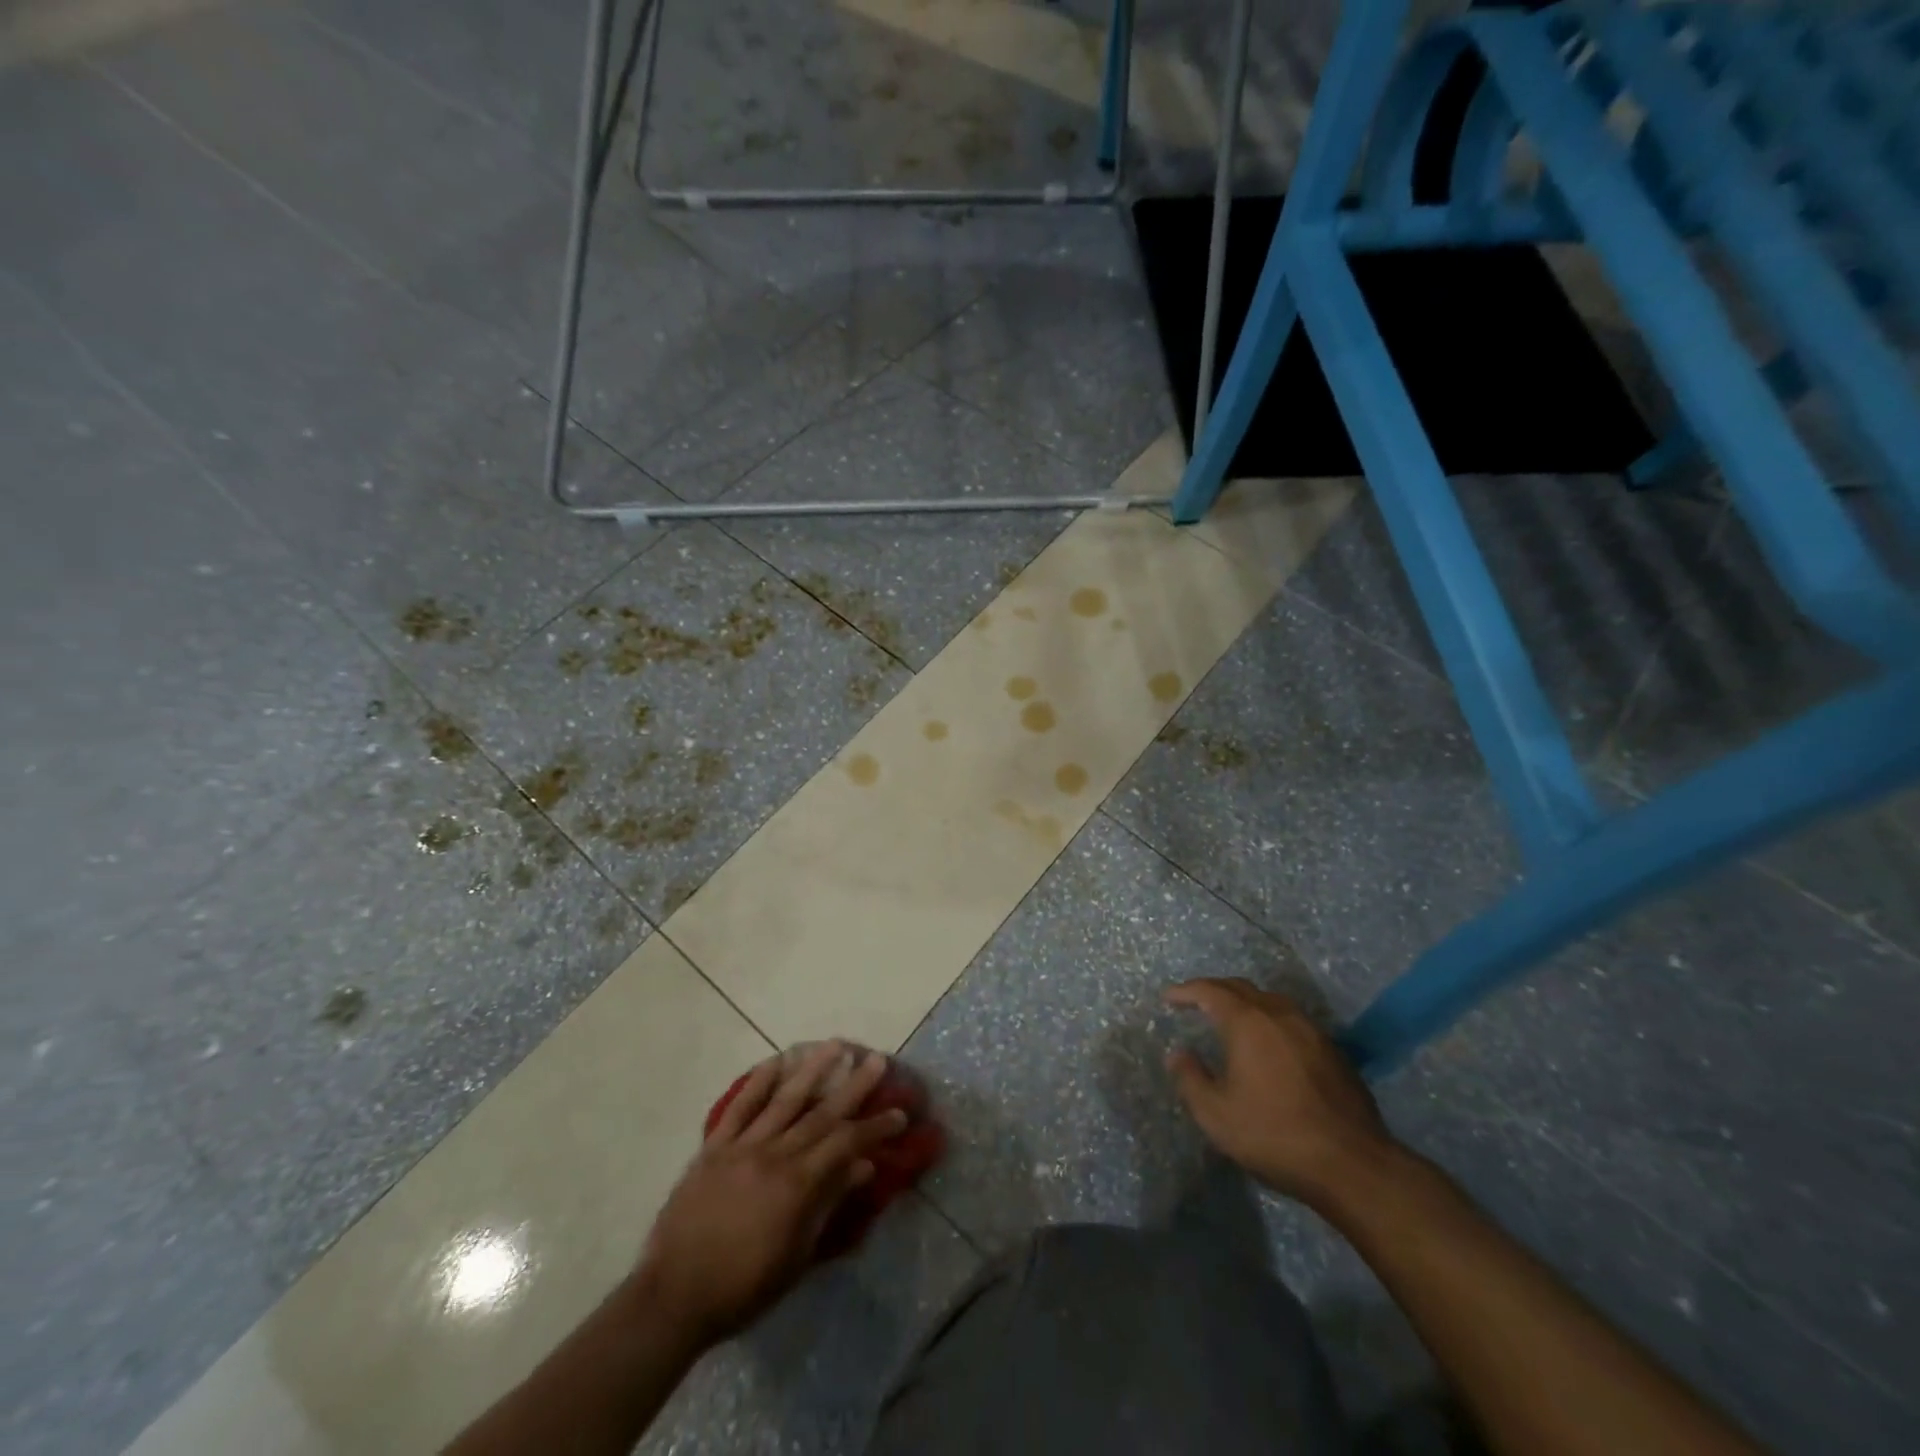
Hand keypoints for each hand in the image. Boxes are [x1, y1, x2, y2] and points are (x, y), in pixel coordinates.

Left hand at [636, 1042, 908, 1346]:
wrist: (673, 1297)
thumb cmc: (743, 1287)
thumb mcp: (796, 1257)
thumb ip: (828, 1205)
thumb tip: (862, 1167)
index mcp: (796, 1186)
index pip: (846, 1144)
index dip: (875, 1127)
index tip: (899, 1113)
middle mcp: (774, 1155)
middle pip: (821, 1113)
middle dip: (853, 1085)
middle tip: (876, 1059)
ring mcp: (742, 1147)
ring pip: (784, 1100)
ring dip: (812, 1070)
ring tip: (834, 1045)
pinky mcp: (714, 1147)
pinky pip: (740, 1108)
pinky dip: (758, 1082)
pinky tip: (775, 1061)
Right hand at [1164, 978, 1398, 1211]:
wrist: (1353, 1164)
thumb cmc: (1274, 1135)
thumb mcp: (1216, 1114)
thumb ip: (1190, 1078)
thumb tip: (1178, 1053)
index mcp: (1248, 1022)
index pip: (1210, 991)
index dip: (1186, 991)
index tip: (1168, 998)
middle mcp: (1279, 1014)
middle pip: (1241, 988)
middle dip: (1214, 990)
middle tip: (1194, 1001)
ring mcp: (1311, 1030)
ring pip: (1270, 1001)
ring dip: (1245, 1002)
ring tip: (1230, 1018)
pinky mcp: (1333, 1051)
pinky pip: (1292, 1021)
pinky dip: (1270, 1021)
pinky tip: (1268, 1044)